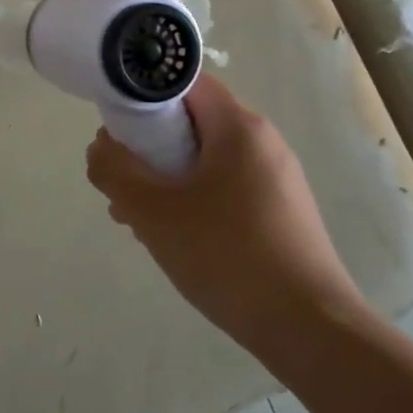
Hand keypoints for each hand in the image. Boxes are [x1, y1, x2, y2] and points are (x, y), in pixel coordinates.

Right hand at [85, 73, 366, 355]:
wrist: (310, 331)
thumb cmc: (227, 256)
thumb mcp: (152, 210)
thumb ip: (113, 169)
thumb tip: (101, 147)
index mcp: (239, 127)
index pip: (181, 81)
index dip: (140, 93)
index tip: (112, 126)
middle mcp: (262, 142)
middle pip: (189, 121)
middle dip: (145, 145)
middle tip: (119, 179)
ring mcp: (275, 178)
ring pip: (203, 158)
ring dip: (162, 176)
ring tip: (135, 215)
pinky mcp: (278, 211)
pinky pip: (222, 186)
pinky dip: (189, 197)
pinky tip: (171, 235)